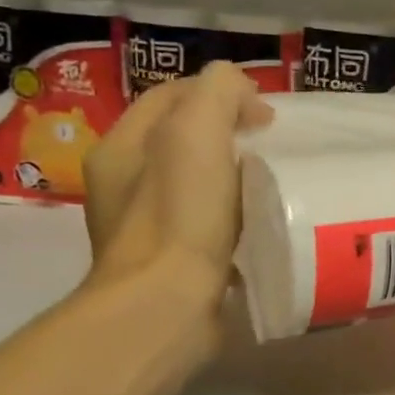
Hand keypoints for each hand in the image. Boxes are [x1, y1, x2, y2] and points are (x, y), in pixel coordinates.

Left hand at [81, 62, 273, 314]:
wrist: (169, 304)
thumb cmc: (181, 212)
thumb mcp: (197, 128)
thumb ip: (218, 90)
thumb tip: (241, 94)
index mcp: (123, 147)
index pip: (172, 95)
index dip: (221, 92)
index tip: (265, 115)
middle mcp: (126, 185)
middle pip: (185, 139)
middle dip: (230, 134)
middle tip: (271, 147)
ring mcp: (147, 228)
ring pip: (198, 182)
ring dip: (234, 176)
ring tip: (271, 183)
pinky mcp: (172, 263)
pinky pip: (208, 222)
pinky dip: (235, 215)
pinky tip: (259, 222)